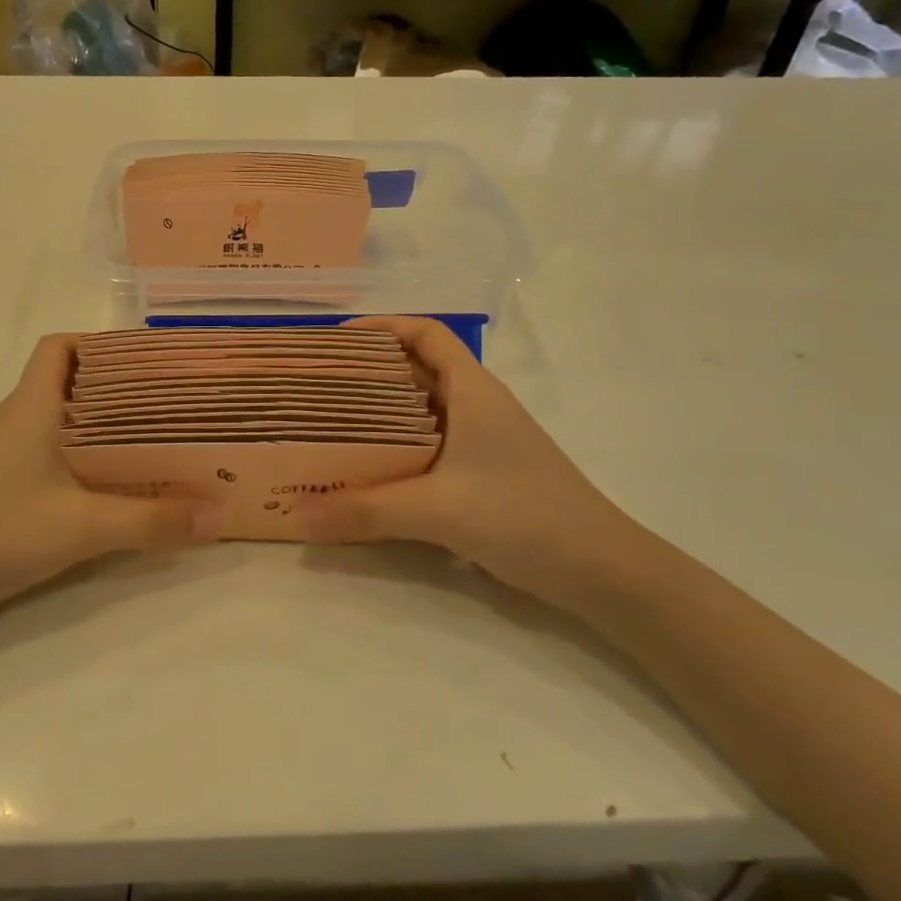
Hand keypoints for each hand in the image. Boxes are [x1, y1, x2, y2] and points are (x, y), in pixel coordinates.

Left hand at [0, 334, 218, 616]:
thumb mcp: (83, 527)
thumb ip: (153, 521)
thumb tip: (219, 514)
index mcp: (29, 407)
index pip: (59, 346)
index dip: (99, 344)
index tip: (145, 363)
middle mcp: (10, 419)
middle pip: (63, 382)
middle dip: (112, 388)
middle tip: (162, 406)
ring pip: (52, 420)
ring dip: (93, 425)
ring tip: (142, 443)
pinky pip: (40, 452)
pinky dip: (73, 456)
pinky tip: (96, 487)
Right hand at [288, 317, 640, 612]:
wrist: (603, 572)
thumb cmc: (525, 516)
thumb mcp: (439, 510)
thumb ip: (366, 511)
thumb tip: (298, 517)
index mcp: (472, 390)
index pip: (425, 334)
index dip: (381, 328)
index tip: (333, 342)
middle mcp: (476, 406)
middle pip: (415, 370)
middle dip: (366, 372)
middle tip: (316, 386)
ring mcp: (481, 442)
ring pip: (420, 411)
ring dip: (378, 413)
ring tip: (328, 425)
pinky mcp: (481, 475)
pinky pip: (427, 447)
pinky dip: (394, 449)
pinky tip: (366, 471)